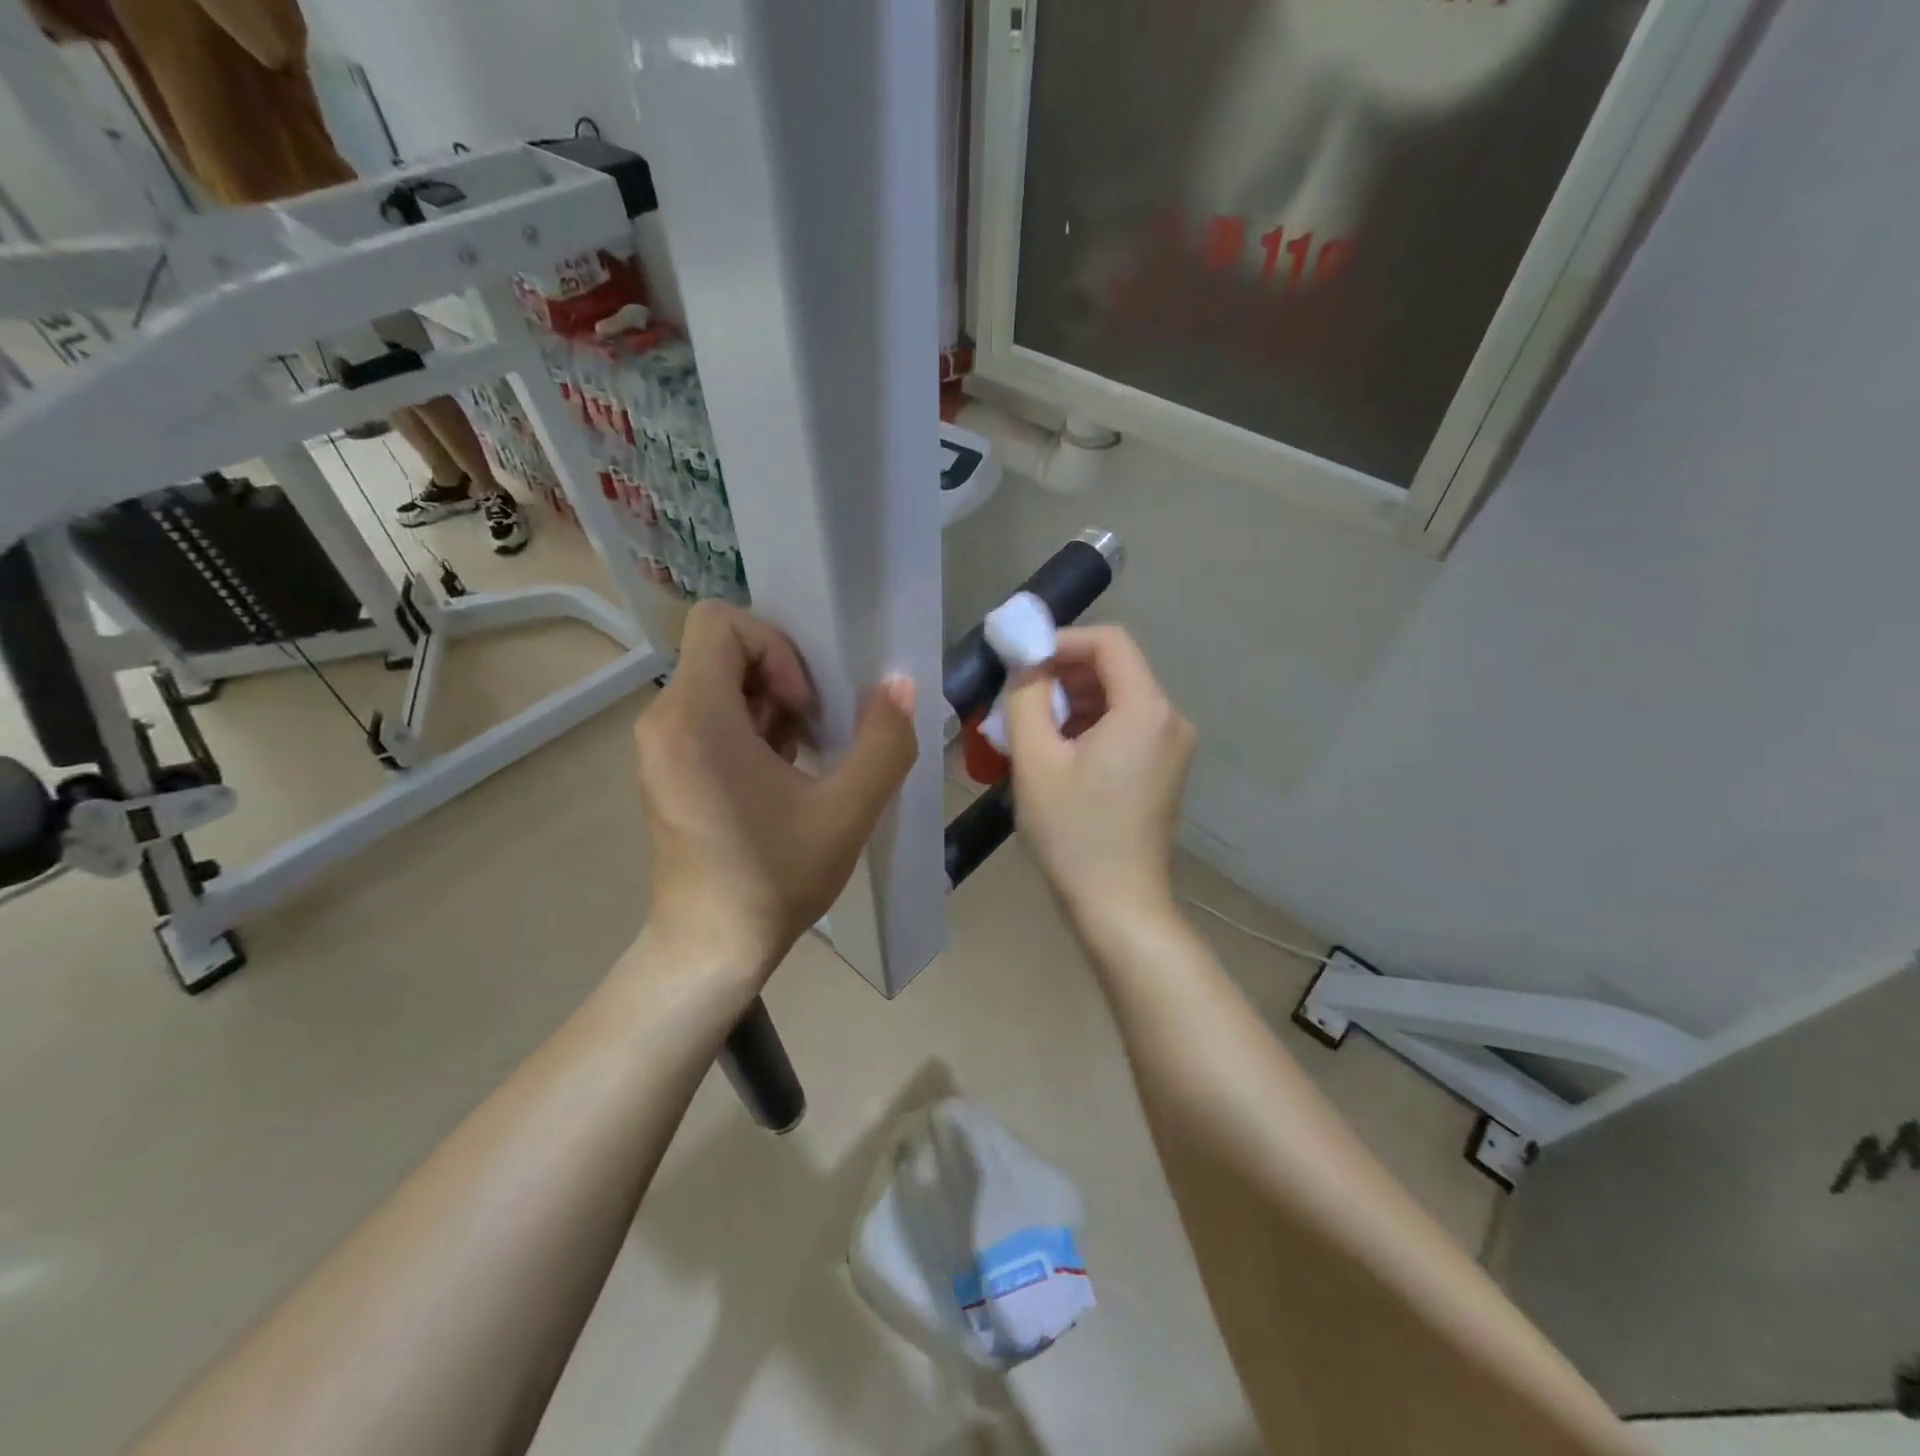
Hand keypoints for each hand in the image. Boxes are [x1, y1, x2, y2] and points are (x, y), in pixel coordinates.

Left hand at [633, 602, 918, 981]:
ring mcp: (660, 746)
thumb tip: (901, 684)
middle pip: (723, 651)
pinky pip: (709, 715)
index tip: (805, 705)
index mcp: (695, 719)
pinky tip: (781, 777)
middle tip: (816, 732)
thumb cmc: (774, 879)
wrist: (710, 948)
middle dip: (781, 677)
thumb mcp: (847, 812)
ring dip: (771, 706)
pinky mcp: (667, 768)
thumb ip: (884, 742)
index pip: (720, 622)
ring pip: (719, 683)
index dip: (776, 647)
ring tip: (804, 758)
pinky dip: (751, 728)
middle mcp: (664, 720)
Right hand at [1004, 626, 1194, 925]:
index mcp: (1145, 709)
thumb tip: (1024, 661)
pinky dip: (1090, 726)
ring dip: (1072, 703)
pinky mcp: (1165, 769)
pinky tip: (1057, 753)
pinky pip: (1126, 726)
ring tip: (1030, 731)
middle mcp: (1170, 719)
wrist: (1119, 905)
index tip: (1021, 663)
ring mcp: (1172, 746)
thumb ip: (1025, 698)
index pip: (1108, 642)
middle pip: (1114, 669)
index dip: (1061, 641)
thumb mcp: (1036, 761)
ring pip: (1117, 698)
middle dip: (1062, 675)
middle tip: (1018, 700)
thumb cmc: (1073, 833)